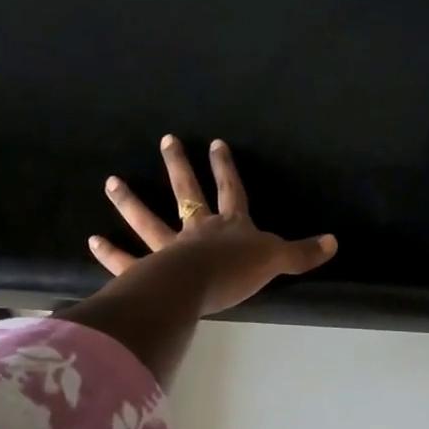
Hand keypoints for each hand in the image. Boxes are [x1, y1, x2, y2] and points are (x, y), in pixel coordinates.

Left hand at [90, 136, 337, 316]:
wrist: (198, 287)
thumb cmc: (237, 271)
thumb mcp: (276, 260)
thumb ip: (302, 253)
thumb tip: (335, 242)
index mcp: (229, 226)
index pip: (231, 190)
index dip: (226, 168)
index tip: (216, 143)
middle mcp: (197, 230)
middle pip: (187, 192)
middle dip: (178, 166)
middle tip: (165, 140)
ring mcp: (169, 249)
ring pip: (148, 221)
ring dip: (130, 202)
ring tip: (112, 182)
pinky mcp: (149, 272)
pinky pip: (128, 261)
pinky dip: (111, 253)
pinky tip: (94, 241)